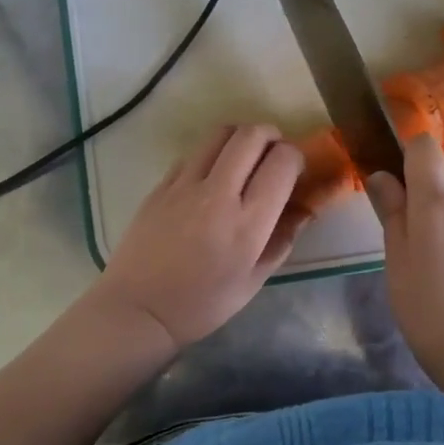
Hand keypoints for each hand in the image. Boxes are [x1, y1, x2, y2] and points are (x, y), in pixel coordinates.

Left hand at [93, 124, 304, 349]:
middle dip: (271, 136)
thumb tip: (304, 210)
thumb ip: (282, 240)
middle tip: (273, 155)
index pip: (282, 162)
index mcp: (248, 223)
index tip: (295, 171)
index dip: (296, 157)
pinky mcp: (161, 185)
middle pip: (251, 135)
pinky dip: (211, 155)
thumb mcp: (254, 281)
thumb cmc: (203, 304)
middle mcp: (218, 194)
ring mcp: (185, 185)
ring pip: (220, 134)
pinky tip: (210, 178)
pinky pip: (193, 154)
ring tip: (244, 158)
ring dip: (240, 138)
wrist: (139, 310)